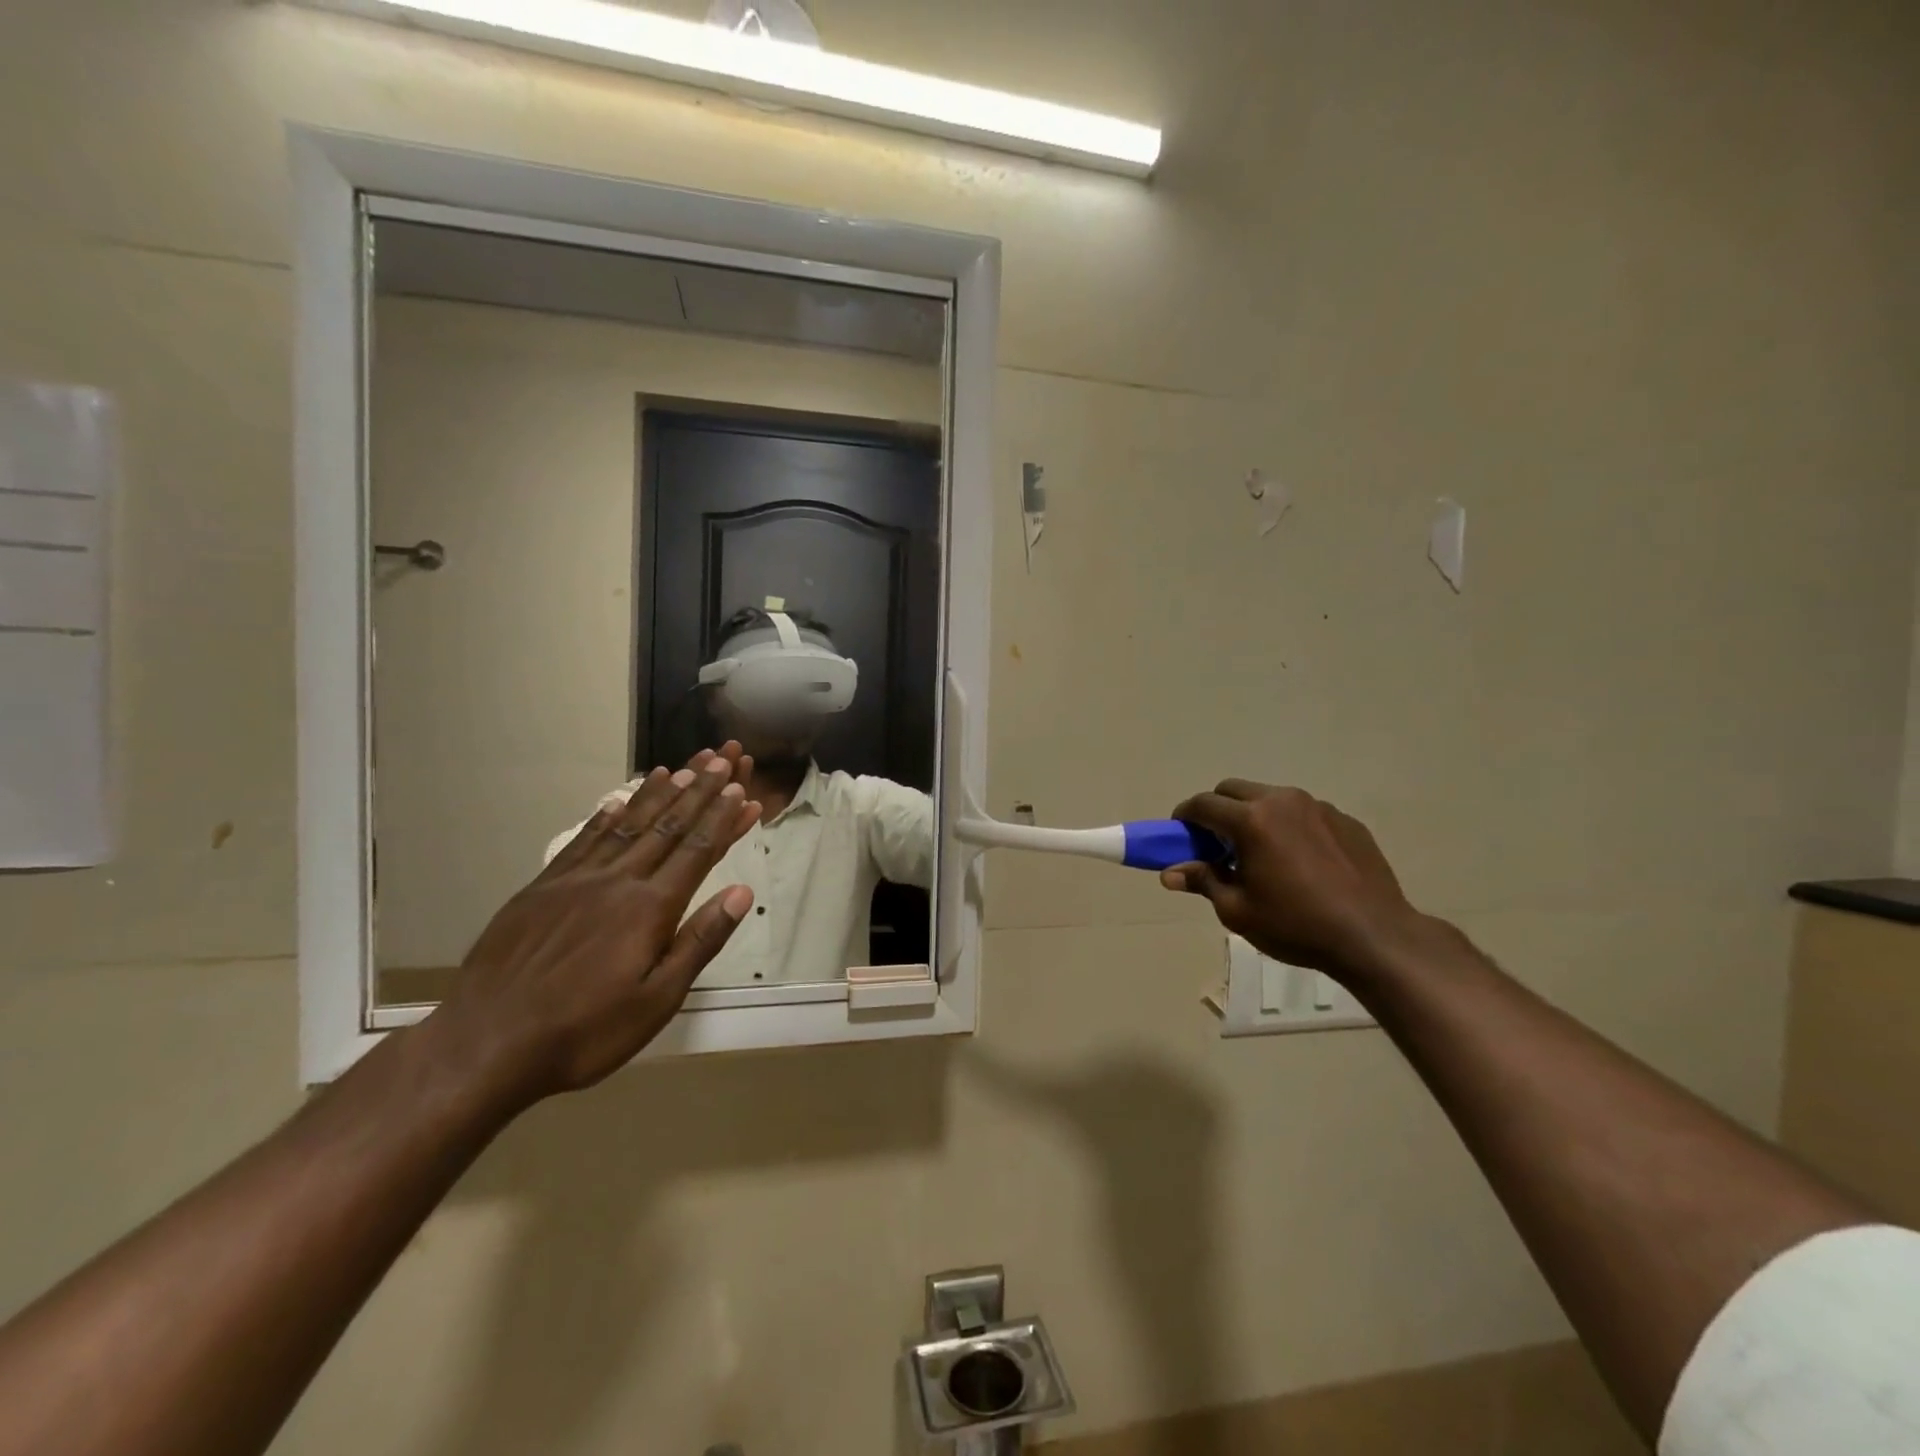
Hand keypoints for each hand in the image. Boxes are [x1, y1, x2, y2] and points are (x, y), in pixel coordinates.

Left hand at [424, 745, 762, 1106]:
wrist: (485, 1045)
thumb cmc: (585, 1031)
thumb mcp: (657, 1000)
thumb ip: (700, 941)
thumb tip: (741, 892)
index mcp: (649, 908)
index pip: (696, 851)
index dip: (721, 819)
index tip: (740, 790)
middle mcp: (616, 881)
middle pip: (666, 827)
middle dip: (697, 791)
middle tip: (718, 760)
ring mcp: (574, 881)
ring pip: (625, 825)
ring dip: (656, 794)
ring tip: (678, 768)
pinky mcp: (540, 889)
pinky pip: (581, 841)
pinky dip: (604, 817)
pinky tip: (615, 803)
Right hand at [1164, 781, 1429, 985]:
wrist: (1375, 937)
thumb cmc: (1296, 925)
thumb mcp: (1237, 910)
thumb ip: (1202, 881)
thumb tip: (1169, 873)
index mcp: (1252, 820)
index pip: (1203, 804)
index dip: (1184, 817)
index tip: (1179, 835)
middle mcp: (1283, 801)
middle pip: (1233, 790)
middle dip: (1217, 810)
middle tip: (1216, 844)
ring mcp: (1318, 807)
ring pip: (1270, 798)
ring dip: (1253, 816)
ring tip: (1260, 854)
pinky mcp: (1345, 820)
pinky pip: (1303, 813)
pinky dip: (1288, 827)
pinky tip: (1299, 862)